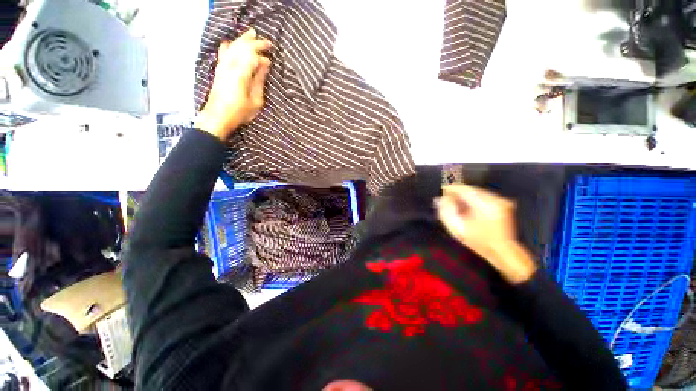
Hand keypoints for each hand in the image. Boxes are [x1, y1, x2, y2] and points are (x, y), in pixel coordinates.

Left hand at [195, 28, 271, 140]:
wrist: (218, 117)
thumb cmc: (240, 112)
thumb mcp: (255, 100)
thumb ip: (259, 81)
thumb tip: (264, 65)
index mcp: (241, 73)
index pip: (253, 56)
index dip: (262, 55)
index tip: (270, 59)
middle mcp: (230, 65)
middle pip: (243, 47)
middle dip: (255, 43)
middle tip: (266, 42)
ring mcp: (223, 66)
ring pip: (233, 46)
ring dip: (243, 39)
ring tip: (251, 34)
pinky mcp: (219, 70)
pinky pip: (223, 53)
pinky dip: (228, 46)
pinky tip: (230, 43)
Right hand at [435, 184, 536, 283]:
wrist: (502, 251)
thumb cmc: (479, 242)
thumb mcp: (458, 229)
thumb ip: (446, 212)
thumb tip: (440, 200)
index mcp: (485, 205)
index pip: (465, 190)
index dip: (452, 188)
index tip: (442, 189)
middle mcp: (495, 200)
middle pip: (471, 190)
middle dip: (458, 193)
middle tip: (447, 197)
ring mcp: (500, 201)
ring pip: (477, 192)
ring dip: (465, 196)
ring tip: (455, 202)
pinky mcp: (502, 204)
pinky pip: (483, 197)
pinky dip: (473, 199)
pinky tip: (467, 206)